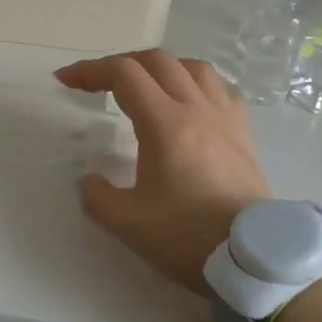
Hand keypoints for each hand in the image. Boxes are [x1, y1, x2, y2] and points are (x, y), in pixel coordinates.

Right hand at [55, 50, 270, 295]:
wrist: (256, 261)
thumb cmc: (189, 237)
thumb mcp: (128, 223)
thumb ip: (97, 197)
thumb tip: (89, 180)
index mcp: (165, 123)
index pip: (124, 74)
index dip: (90, 70)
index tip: (66, 81)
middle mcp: (196, 109)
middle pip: (156, 61)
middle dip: (120, 64)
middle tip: (98, 84)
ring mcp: (226, 119)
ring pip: (193, 67)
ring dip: (161, 67)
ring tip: (145, 85)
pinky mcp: (245, 134)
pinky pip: (221, 89)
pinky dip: (198, 84)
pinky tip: (191, 101)